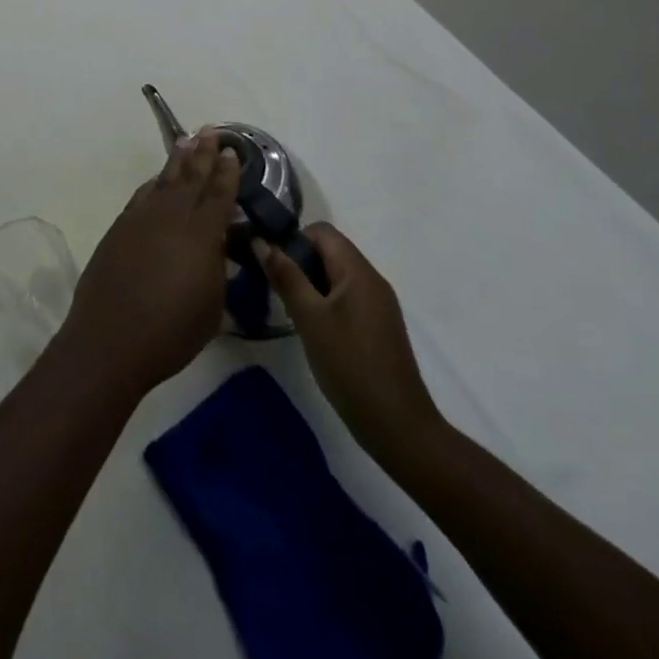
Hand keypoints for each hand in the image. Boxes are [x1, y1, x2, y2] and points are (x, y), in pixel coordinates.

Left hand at [60, 131, 240, 395]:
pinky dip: (154, 183)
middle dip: (203, 153)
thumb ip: (216, 269)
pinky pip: (142, 196)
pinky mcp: (119, 228)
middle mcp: (171, 218)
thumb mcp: (211, 307)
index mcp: (201, 236)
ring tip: (187, 142)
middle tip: (212, 131)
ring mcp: (141, 219)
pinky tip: (157, 180)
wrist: (110, 338)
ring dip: (177, 161)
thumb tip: (216, 246)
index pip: (218, 195)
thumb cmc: (171, 332)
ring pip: (163, 181)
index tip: (232, 152)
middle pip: (190, 177)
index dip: (227, 173)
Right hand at [255, 223, 442, 455]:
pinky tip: (310, 328)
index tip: (270, 263)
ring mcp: (377, 304)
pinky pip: (345, 297)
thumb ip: (285, 276)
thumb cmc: (350, 365)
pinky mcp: (377, 326)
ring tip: (288, 309)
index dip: (293, 239)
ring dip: (309, 284)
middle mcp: (372, 280)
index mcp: (358, 271)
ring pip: (335, 276)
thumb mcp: (309, 318)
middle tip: (273, 287)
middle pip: (329, 251)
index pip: (322, 231)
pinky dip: (324, 302)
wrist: (397, 426)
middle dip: (298, 262)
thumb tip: (262, 241)